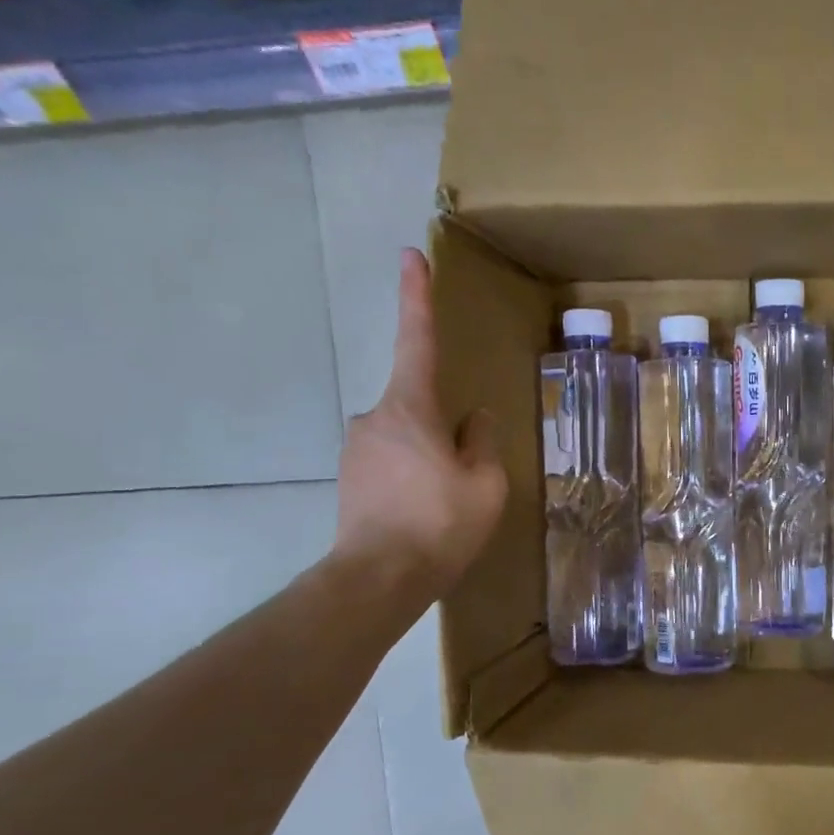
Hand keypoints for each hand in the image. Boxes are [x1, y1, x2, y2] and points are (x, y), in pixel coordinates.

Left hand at [332, 248, 506, 608]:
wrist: (377, 579)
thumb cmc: (440, 524)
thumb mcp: (485, 482)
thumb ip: (482, 441)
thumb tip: (474, 420)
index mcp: (411, 408)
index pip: (418, 340)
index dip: (417, 296)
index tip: (410, 255)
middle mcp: (374, 417)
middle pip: (419, 406)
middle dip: (444, 431)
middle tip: (465, 479)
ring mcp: (355, 449)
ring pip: (406, 439)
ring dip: (429, 460)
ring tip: (446, 507)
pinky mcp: (348, 478)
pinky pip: (390, 464)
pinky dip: (411, 479)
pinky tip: (423, 516)